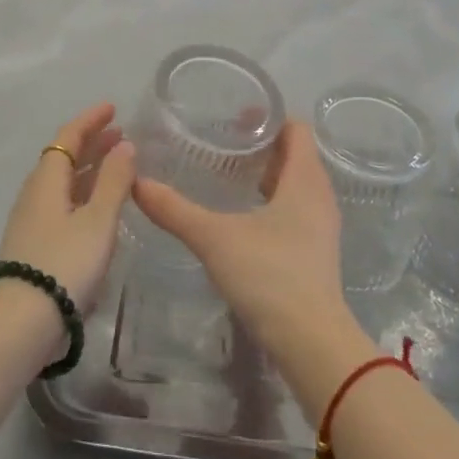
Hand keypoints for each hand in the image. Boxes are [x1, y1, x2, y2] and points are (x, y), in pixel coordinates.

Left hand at [0, 103, 136, 312]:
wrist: (21, 323)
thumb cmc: (64, 263)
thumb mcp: (98, 220)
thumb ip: (114, 181)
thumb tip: (124, 145)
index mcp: (47, 179)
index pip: (68, 136)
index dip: (90, 120)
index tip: (113, 108)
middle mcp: (35, 194)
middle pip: (64, 157)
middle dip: (92, 143)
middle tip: (120, 135)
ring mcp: (32, 221)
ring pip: (63, 182)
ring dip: (89, 169)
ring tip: (116, 167)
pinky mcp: (34, 245)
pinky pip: (62, 204)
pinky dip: (83, 194)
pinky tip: (99, 208)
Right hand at [132, 120, 368, 407]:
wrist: (311, 342)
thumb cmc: (269, 275)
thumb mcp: (214, 238)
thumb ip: (175, 209)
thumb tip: (136, 182)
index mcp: (305, 179)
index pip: (296, 129)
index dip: (270, 116)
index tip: (235, 116)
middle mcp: (320, 195)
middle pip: (296, 154)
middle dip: (262, 144)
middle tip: (223, 141)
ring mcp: (321, 226)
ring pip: (296, 183)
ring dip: (268, 173)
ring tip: (229, 173)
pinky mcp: (316, 251)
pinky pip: (296, 208)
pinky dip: (273, 199)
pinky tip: (243, 214)